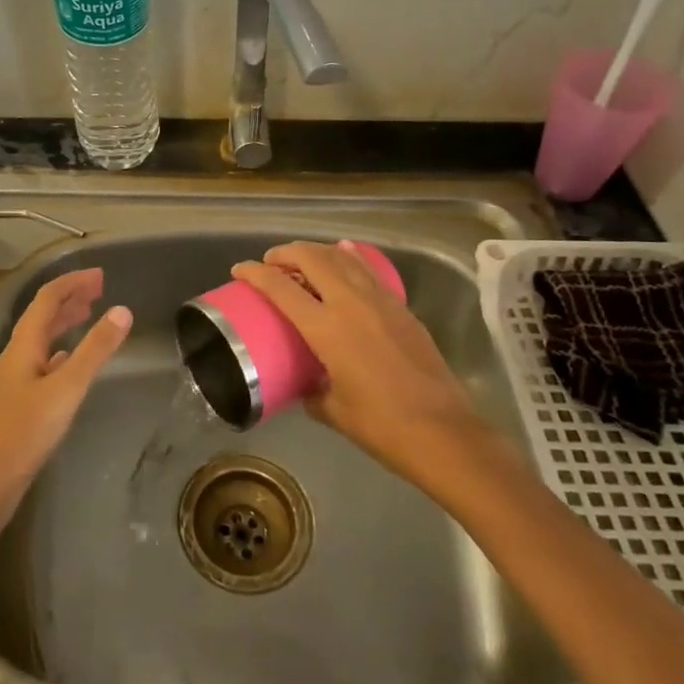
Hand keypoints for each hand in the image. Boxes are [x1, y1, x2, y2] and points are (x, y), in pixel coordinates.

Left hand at [0, 268, 130, 520]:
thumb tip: (123, 310)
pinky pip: (42, 362)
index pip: (48, 298)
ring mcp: (15, 379)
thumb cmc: (24, 432)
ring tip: (89, 315)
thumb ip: (94, 350)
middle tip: (99, 290)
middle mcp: (17, 355)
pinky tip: (69, 361)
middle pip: (42, 315)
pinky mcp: (19, 402)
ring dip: (64, 322)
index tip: (101, 275)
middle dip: (70, 298)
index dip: (73, 282)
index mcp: (24, 344)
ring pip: (42, 339)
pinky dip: (61, 351)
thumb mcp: (66, 388)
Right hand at [232, 241, 483, 482]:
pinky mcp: (401, 307)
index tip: (240, 269)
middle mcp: (351, 303)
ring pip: (343, 258)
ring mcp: (380, 300)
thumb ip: (312, 391)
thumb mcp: (333, 411)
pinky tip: (345, 256)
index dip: (255, 273)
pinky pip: (368, 270)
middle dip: (286, 252)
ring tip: (302, 258)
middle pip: (312, 258)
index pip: (281, 288)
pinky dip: (350, 259)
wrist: (443, 432)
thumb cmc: (382, 426)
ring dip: (317, 251)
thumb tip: (306, 385)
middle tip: (272, 261)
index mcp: (327, 329)